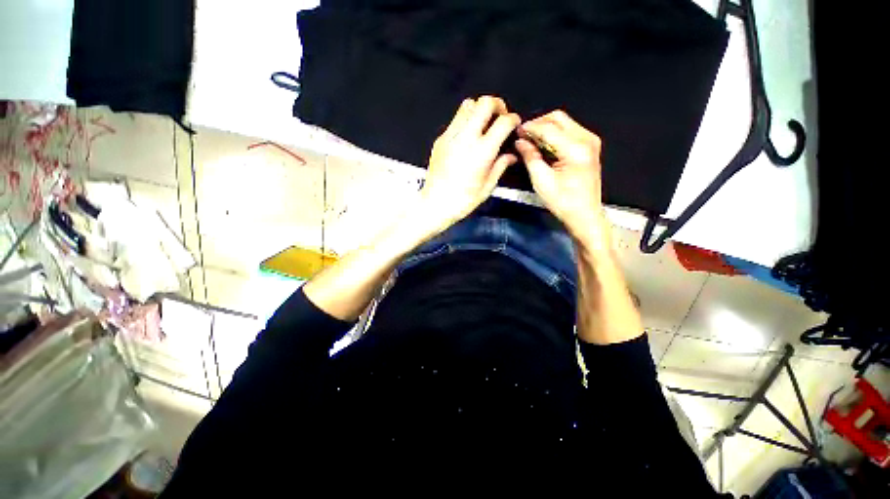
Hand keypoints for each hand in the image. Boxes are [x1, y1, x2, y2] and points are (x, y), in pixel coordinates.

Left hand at [420, 96, 519, 230]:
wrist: (436, 203)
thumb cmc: (463, 200)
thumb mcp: (488, 186)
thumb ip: (501, 166)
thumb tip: (511, 155)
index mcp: (482, 152)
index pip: (503, 122)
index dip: (513, 119)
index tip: (514, 124)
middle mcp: (467, 138)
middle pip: (484, 103)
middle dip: (497, 104)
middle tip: (500, 116)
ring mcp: (451, 136)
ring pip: (468, 105)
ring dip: (479, 109)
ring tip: (483, 124)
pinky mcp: (440, 139)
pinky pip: (455, 120)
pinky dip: (465, 121)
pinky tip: (467, 137)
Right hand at [515, 110, 606, 245]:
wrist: (584, 214)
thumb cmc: (563, 202)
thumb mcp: (541, 181)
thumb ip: (530, 157)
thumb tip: (520, 142)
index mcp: (575, 149)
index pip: (549, 128)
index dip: (530, 128)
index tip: (517, 131)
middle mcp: (587, 140)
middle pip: (559, 118)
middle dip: (539, 124)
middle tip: (524, 135)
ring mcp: (590, 142)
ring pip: (565, 122)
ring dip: (546, 128)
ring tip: (531, 141)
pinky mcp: (589, 147)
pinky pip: (570, 131)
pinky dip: (555, 135)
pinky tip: (544, 145)